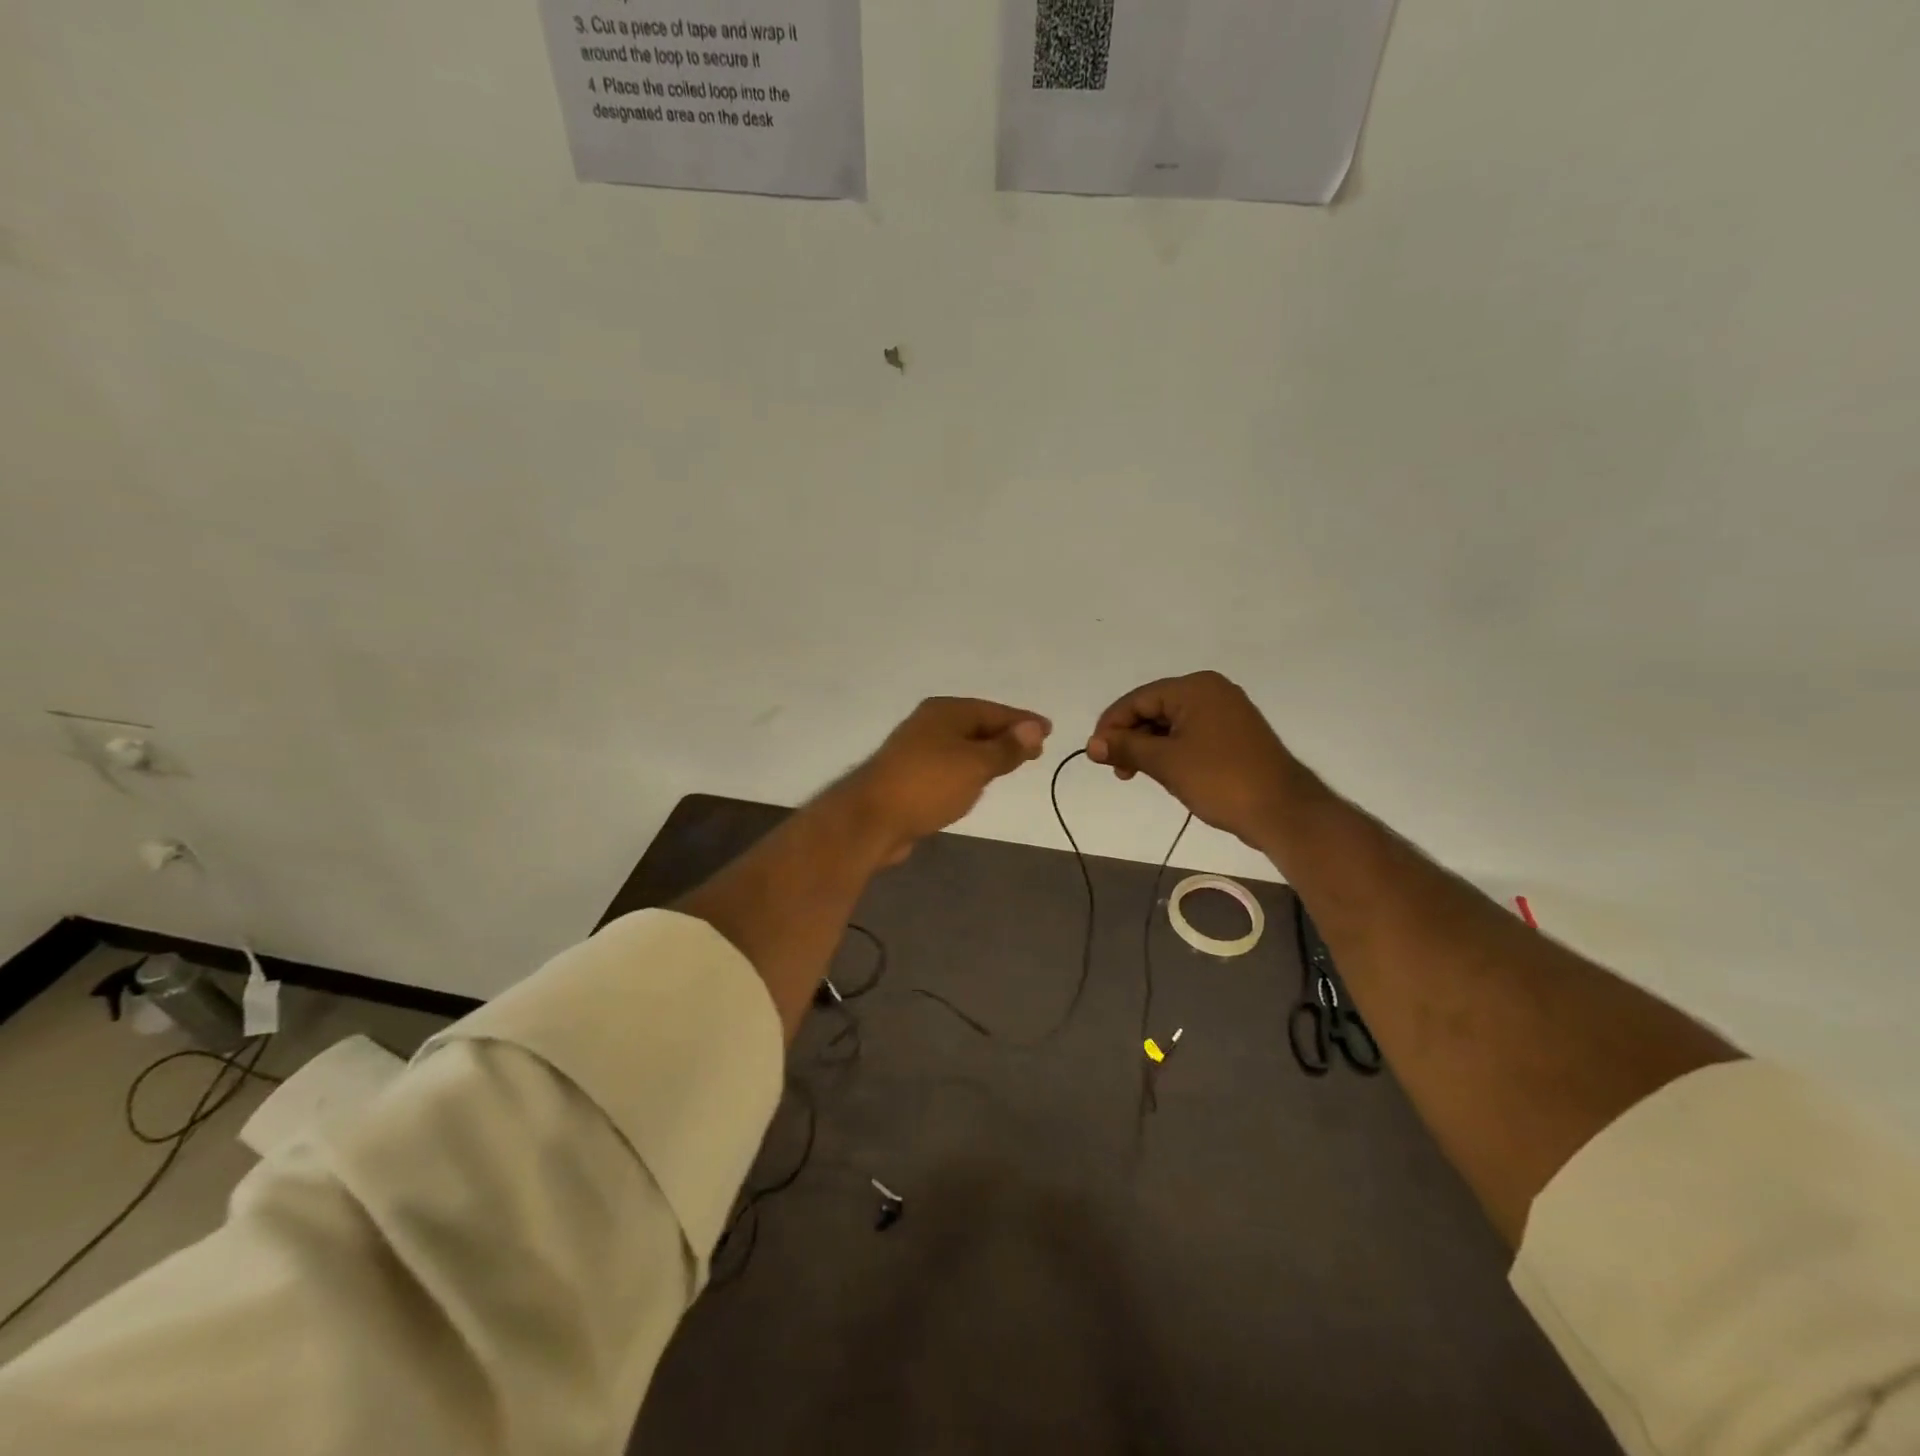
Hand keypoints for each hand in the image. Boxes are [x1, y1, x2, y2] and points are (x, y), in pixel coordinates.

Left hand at [838, 697, 1050, 862]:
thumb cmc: (928, 784)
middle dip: (1006, 736)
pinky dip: (968, 770)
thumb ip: (1006, 748)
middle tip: (1035, 749)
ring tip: (1012, 764)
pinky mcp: (909, 775)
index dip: (1023, 721)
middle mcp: (929, 724)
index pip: (994, 710)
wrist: (871, 819)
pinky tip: (976, 783)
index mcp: (945, 711)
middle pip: (977, 725)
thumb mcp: (976, 765)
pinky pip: (950, 766)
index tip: (1048, 730)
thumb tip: (1033, 727)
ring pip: (962, 746)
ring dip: (987, 753)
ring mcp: (916, 749)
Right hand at [1086, 671, 1307, 848]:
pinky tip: (1164, 772)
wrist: (1282, 811)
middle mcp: (1211, 691)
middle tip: (1118, 771)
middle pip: (1154, 708)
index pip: (1138, 699)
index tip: (1095, 755)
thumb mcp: (1165, 763)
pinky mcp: (1234, 734)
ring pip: (1171, 723)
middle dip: (1131, 738)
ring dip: (1149, 747)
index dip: (1111, 726)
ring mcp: (1226, 712)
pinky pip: (1190, 734)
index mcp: (1195, 688)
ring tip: (1137, 775)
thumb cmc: (1220, 780)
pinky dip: (1171, 750)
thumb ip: (1125, 748)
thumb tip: (1091, 745)